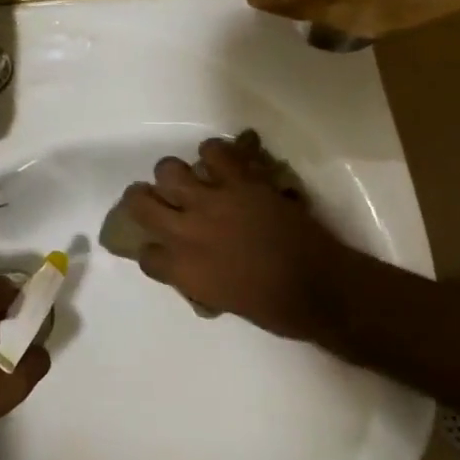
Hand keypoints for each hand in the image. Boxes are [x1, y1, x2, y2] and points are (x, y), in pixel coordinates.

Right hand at [114, 133, 352, 338]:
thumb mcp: (220, 300)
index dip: (151, 250)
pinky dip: (214, 153)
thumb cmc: (274, 308)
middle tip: (155, 200)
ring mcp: (212, 202)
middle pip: (139, 202)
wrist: (320, 288)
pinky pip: (215, 151)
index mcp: (181, 269)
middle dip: (141, 200)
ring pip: (169, 170)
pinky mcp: (241, 181)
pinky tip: (220, 163)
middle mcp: (185, 231)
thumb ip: (196, 276)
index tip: (162, 250)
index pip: (144, 254)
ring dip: (174, 175)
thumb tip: (191, 263)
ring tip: (189, 180)